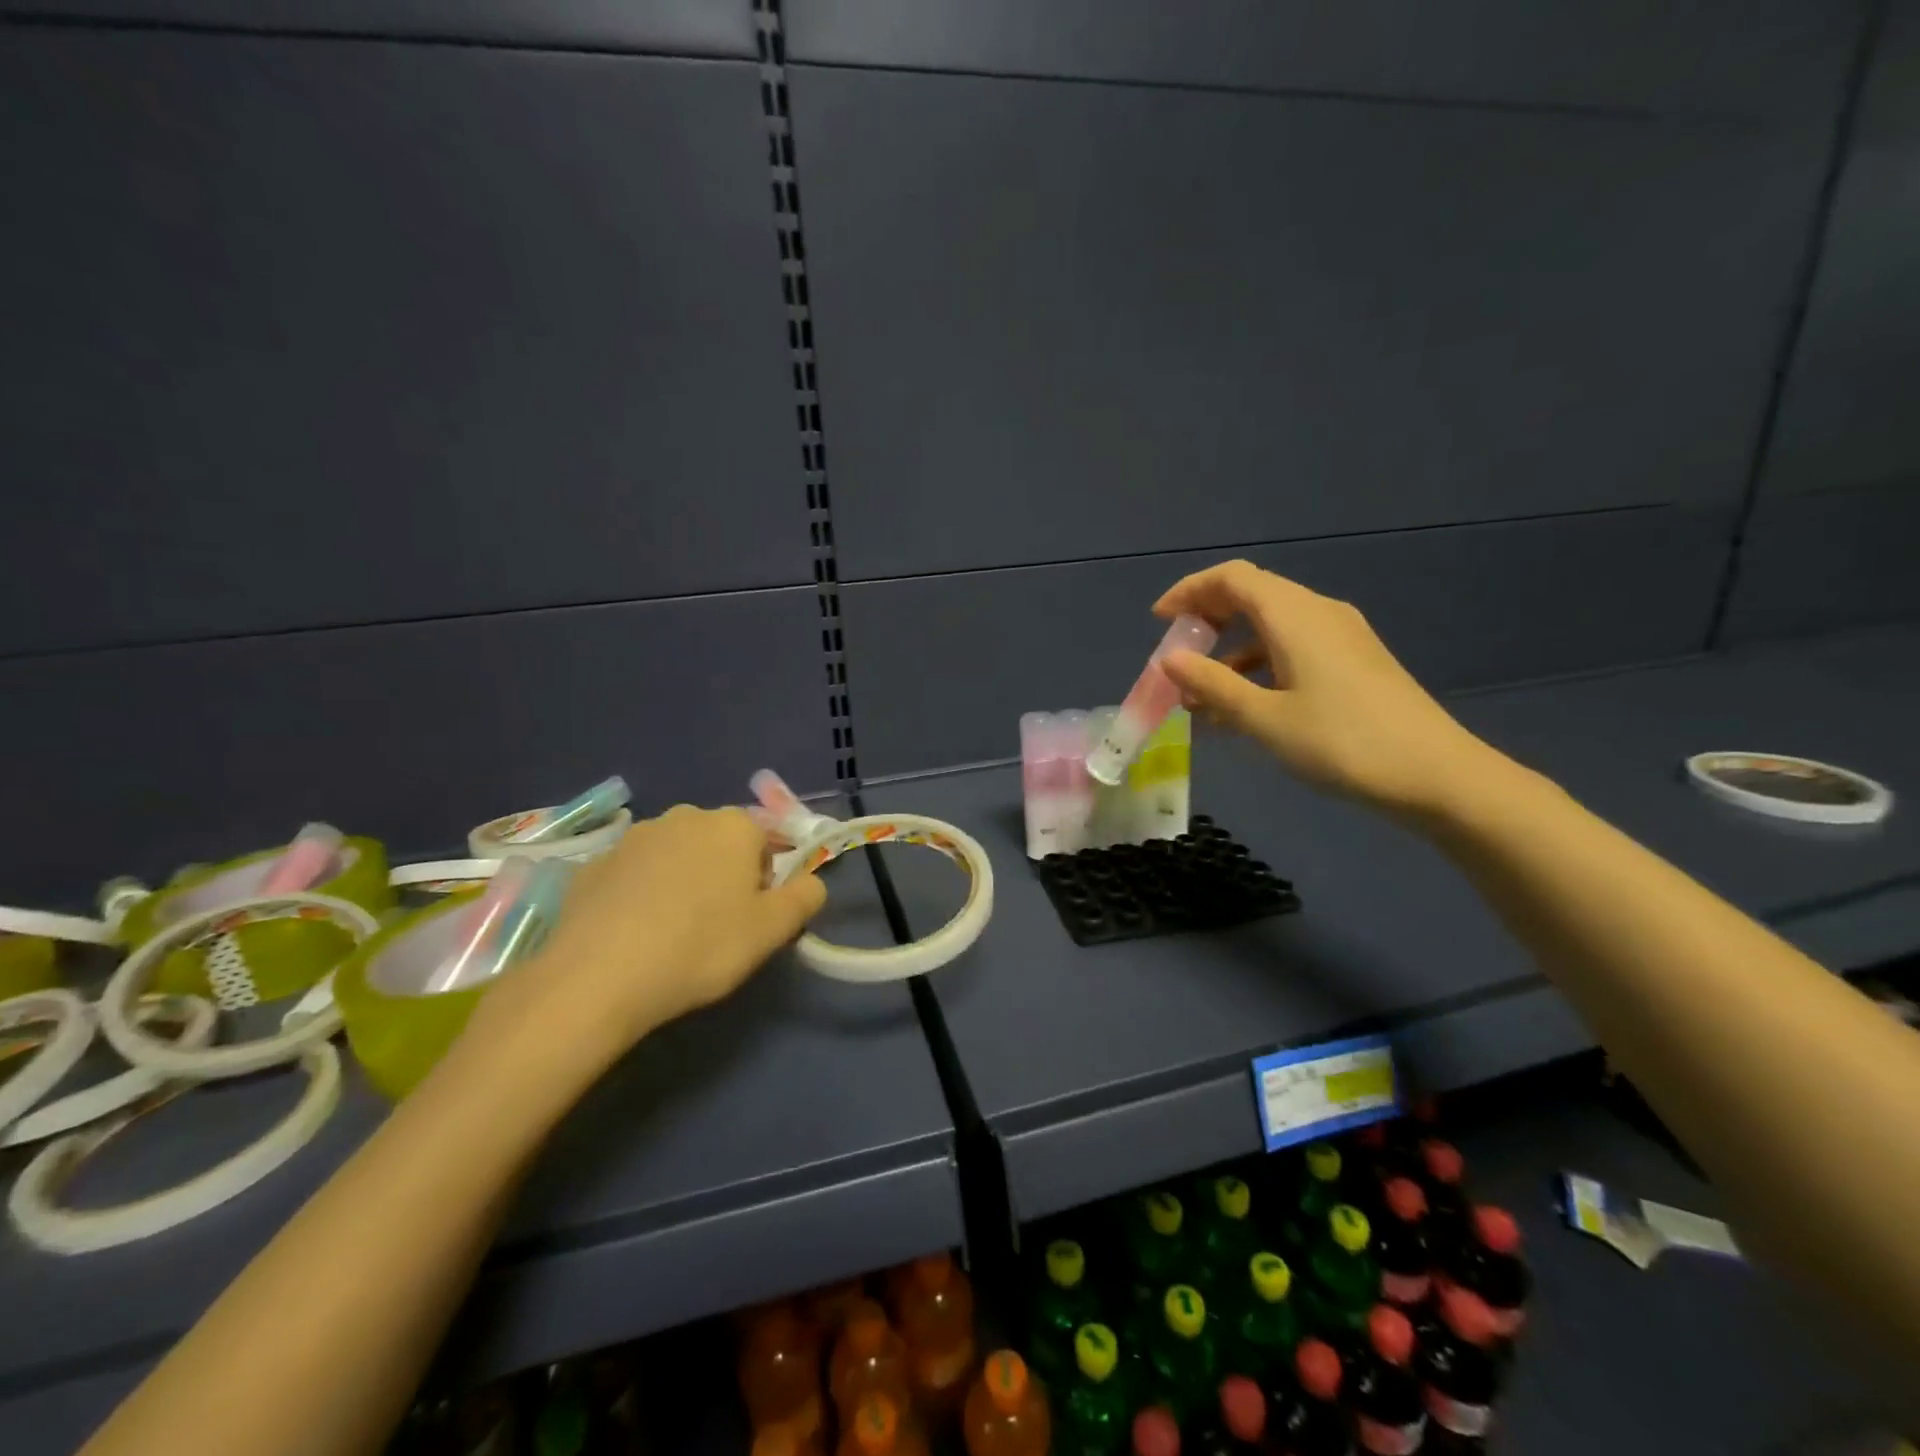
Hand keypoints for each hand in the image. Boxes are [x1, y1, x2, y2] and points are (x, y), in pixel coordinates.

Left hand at [469, 806, 825, 1061]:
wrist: (597, 977)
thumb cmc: (701, 947)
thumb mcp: (772, 931)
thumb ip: (805, 898)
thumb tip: (812, 882)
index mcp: (733, 825)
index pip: (766, 841)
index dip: (765, 881)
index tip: (751, 918)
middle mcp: (684, 816)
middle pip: (719, 844)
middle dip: (724, 875)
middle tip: (716, 926)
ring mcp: (634, 837)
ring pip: (674, 856)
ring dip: (681, 882)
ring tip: (671, 933)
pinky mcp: (594, 863)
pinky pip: (633, 874)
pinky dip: (640, 894)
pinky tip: (632, 935)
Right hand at [1154, 560, 1503, 819]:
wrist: (1437, 776)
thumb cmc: (1342, 743)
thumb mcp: (1265, 718)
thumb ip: (1213, 685)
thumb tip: (1170, 660)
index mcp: (1294, 616)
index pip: (1232, 578)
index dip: (1189, 591)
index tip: (1159, 621)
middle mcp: (1318, 613)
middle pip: (1251, 597)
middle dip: (1206, 623)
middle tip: (1176, 659)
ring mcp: (1341, 637)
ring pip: (1270, 628)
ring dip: (1229, 655)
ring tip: (1199, 700)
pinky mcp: (1353, 663)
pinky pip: (1292, 650)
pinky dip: (1258, 669)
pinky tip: (1242, 711)